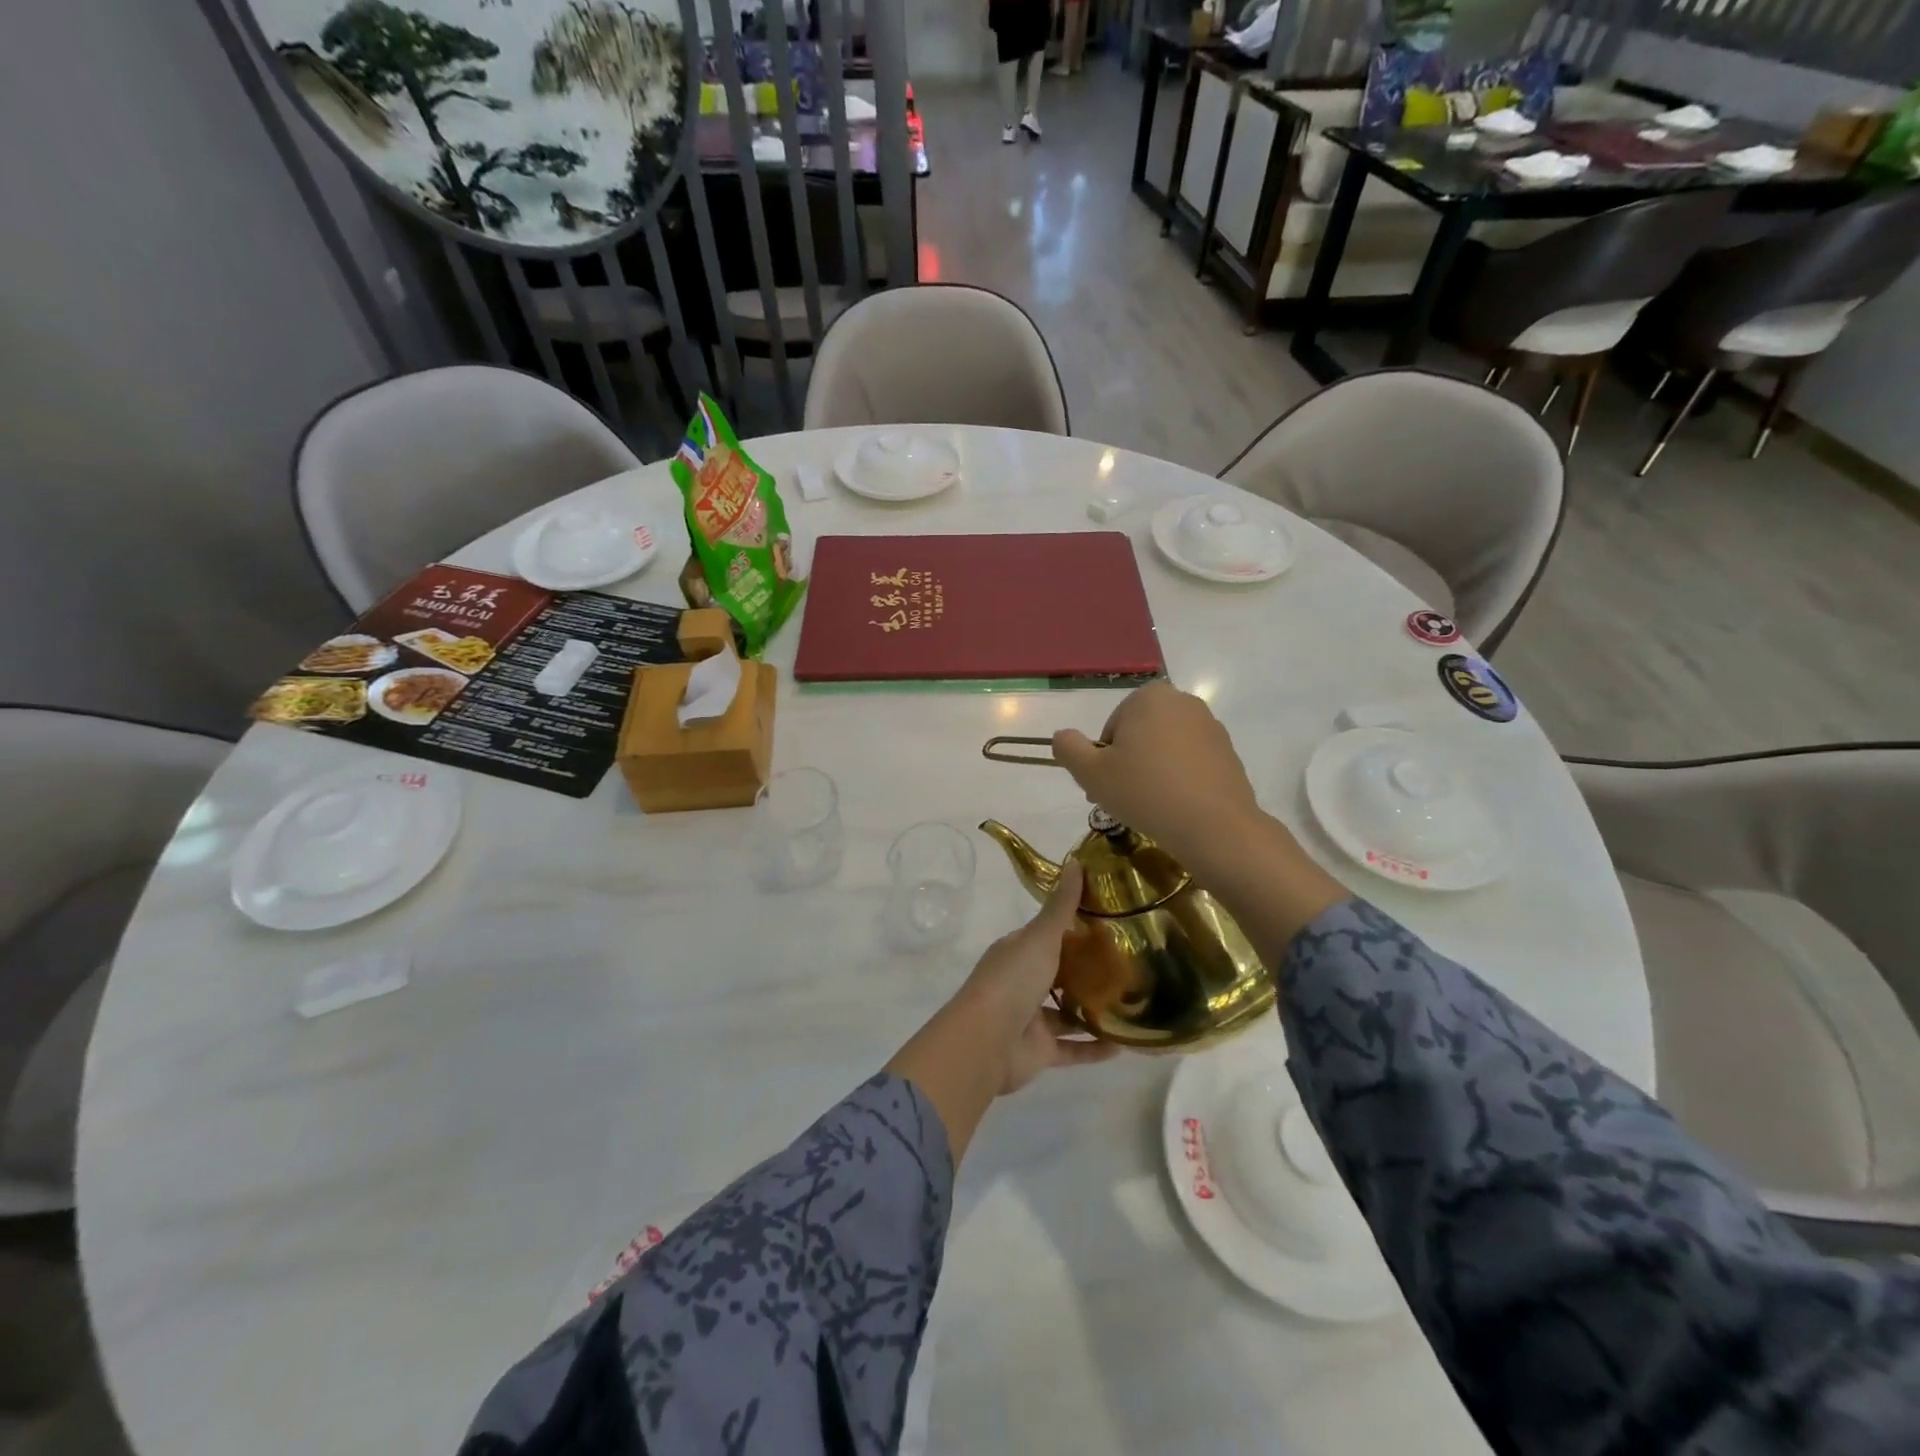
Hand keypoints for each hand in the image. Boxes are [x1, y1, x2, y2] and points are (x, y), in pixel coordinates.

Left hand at [959, 862, 1117, 1093]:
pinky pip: (1073, 1049)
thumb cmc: (1013, 980)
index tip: (1109, 923)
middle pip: (1058, 973)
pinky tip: (1124, 1046)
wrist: (987, 1041)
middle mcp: (1022, 982)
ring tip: (1132, 1002)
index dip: (1074, 929)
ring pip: (1066, 1012)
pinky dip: (1095, 1048)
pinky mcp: (1040, 1051)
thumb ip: (1061, 906)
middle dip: (1087, 970)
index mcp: (1017, 952)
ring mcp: (1030, 1018)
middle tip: (1130, 964)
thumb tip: (1076, 861)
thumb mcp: (1040, 937)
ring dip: (1093, 1010)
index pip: (1046, 935)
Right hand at [1051, 682, 1261, 873]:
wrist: (1214, 826)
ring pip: (1165, 750)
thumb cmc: (1145, 792)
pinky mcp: (1228, 753)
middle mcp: (1183, 702)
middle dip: (1128, 764)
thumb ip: (1068, 748)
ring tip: (1149, 808)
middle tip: (1122, 800)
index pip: (1112, 728)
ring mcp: (1210, 727)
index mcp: (1148, 697)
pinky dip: (1179, 781)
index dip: (1103, 760)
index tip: (1105, 787)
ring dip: (1152, 773)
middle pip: (1139, 735)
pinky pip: (1190, 764)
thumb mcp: (1090, 772)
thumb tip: (1062, 736)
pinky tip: (1175, 808)